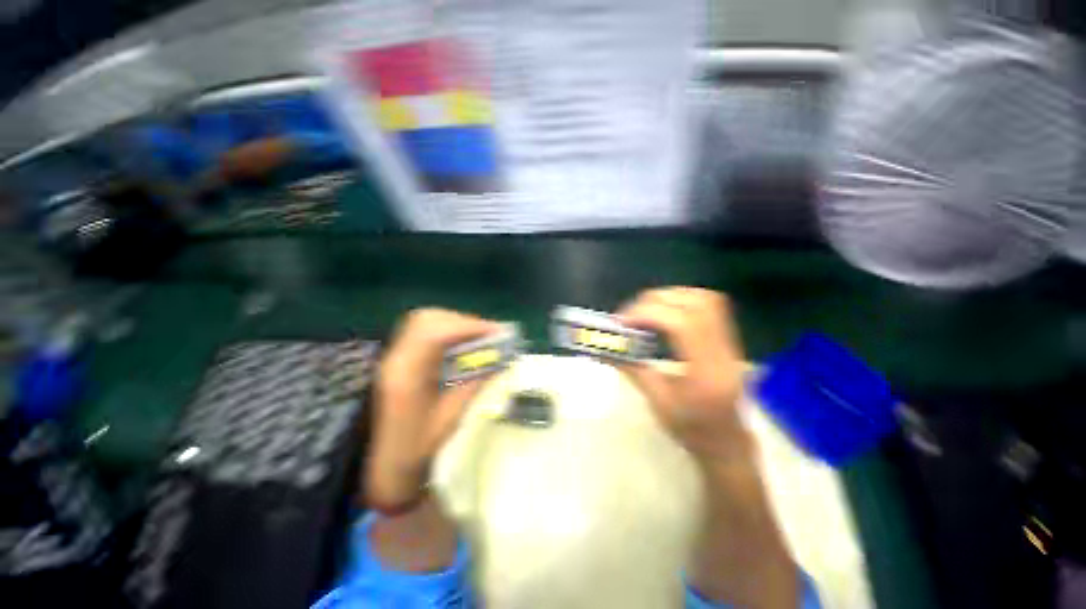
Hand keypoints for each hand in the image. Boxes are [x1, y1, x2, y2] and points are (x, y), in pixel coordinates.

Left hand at [367, 309, 500, 507]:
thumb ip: (475, 383)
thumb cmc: (419, 448)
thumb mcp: (452, 417)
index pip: (434, 334)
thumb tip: (500, 359)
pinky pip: (425, 331)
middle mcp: (397, 359)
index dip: (468, 327)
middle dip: (463, 321)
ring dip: (456, 324)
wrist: (387, 464)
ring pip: (426, 321)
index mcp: (406, 376)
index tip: (498, 332)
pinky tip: (462, 344)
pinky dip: (448, 330)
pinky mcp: (400, 357)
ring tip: (478, 337)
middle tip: (489, 334)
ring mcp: (395, 356)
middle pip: (428, 319)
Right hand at [617, 287, 751, 463]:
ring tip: (646, 310)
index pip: (682, 324)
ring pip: (704, 299)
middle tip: (630, 315)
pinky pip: (709, 305)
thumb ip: (633, 370)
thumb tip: (606, 349)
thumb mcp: (658, 403)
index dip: (649, 314)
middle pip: (694, 305)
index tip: (623, 321)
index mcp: (706, 371)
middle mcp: (722, 351)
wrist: (727, 443)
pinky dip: (683, 300)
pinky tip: (665, 312)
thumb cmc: (692, 430)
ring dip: (670, 297)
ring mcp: (729, 343)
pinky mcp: (727, 339)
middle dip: (655, 301)